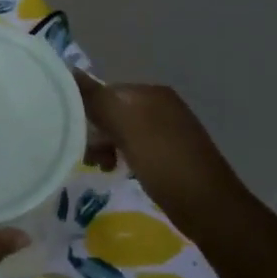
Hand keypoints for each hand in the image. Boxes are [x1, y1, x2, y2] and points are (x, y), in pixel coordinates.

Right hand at [74, 69, 246, 230]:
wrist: (208, 206)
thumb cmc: (164, 162)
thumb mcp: (126, 127)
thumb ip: (97, 99)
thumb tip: (68, 71)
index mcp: (151, 93)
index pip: (104, 91)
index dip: (85, 111)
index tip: (74, 136)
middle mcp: (160, 106)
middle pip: (112, 112)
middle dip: (95, 132)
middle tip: (86, 157)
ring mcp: (167, 130)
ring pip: (122, 132)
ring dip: (106, 147)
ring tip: (102, 167)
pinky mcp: (169, 154)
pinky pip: (135, 148)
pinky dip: (122, 157)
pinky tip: (119, 172)